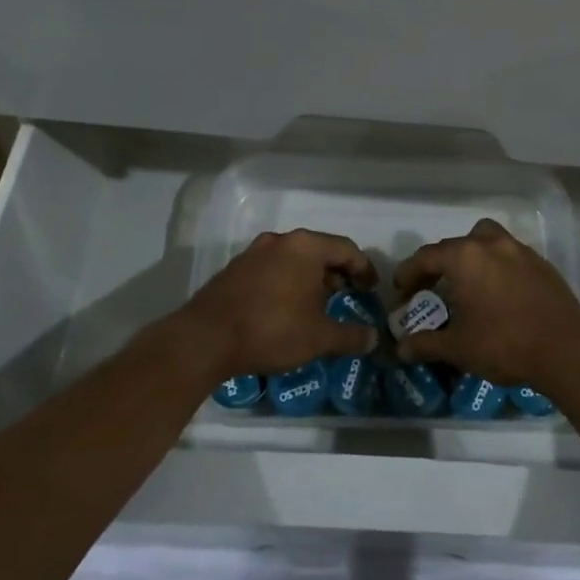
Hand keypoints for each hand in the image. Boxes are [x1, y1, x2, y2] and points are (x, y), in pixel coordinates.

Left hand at [178, 229, 378, 379]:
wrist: (206, 339)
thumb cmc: (272, 329)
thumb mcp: (319, 338)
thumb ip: (351, 336)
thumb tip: (373, 338)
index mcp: (306, 247)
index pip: (347, 249)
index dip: (364, 269)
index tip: (371, 289)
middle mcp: (281, 241)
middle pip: (319, 251)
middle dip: (337, 274)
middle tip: (347, 296)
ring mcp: (254, 252)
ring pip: (294, 260)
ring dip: (310, 279)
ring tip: (317, 306)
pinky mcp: (235, 269)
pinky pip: (272, 269)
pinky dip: (287, 283)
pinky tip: (286, 309)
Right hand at [392, 218, 579, 386]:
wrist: (565, 349)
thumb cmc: (504, 343)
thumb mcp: (458, 348)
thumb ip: (426, 344)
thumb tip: (401, 348)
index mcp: (464, 257)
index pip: (426, 257)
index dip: (408, 273)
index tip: (400, 291)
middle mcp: (491, 243)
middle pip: (455, 245)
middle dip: (438, 265)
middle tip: (429, 289)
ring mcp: (519, 250)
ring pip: (486, 241)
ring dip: (470, 257)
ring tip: (466, 284)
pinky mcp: (541, 263)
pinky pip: (509, 256)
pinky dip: (496, 267)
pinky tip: (497, 294)